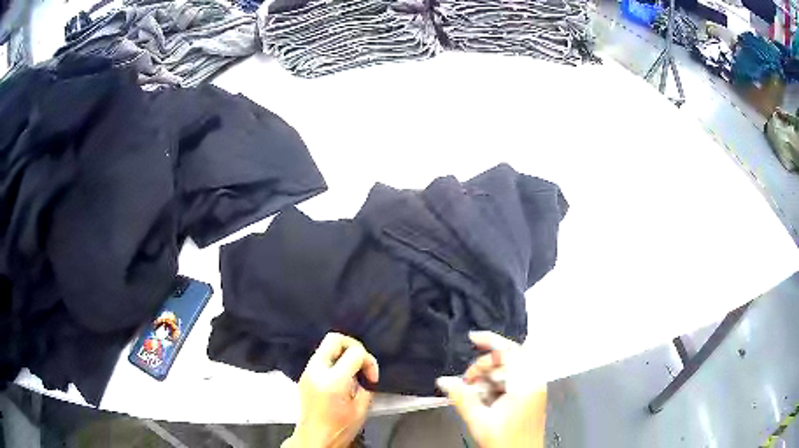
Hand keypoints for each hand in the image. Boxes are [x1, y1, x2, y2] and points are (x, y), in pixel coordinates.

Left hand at [282, 333, 379, 447]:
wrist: (315, 438)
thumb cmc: (339, 428)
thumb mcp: (361, 408)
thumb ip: (366, 384)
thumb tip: (365, 371)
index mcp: (333, 381)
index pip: (355, 352)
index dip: (369, 362)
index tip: (372, 377)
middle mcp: (316, 371)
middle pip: (334, 338)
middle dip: (353, 346)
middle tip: (362, 362)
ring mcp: (307, 372)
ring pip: (325, 346)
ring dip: (342, 353)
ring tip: (353, 372)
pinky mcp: (304, 376)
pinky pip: (320, 358)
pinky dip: (334, 361)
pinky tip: (342, 378)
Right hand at [436, 332, 546, 447]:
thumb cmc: (505, 442)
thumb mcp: (479, 420)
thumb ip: (462, 397)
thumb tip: (444, 380)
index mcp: (525, 384)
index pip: (509, 351)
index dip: (490, 341)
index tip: (472, 338)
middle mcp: (534, 381)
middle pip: (508, 358)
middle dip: (484, 366)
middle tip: (465, 382)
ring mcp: (534, 388)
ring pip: (508, 370)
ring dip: (488, 377)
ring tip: (473, 394)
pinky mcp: (531, 395)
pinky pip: (512, 379)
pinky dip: (496, 384)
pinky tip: (484, 398)